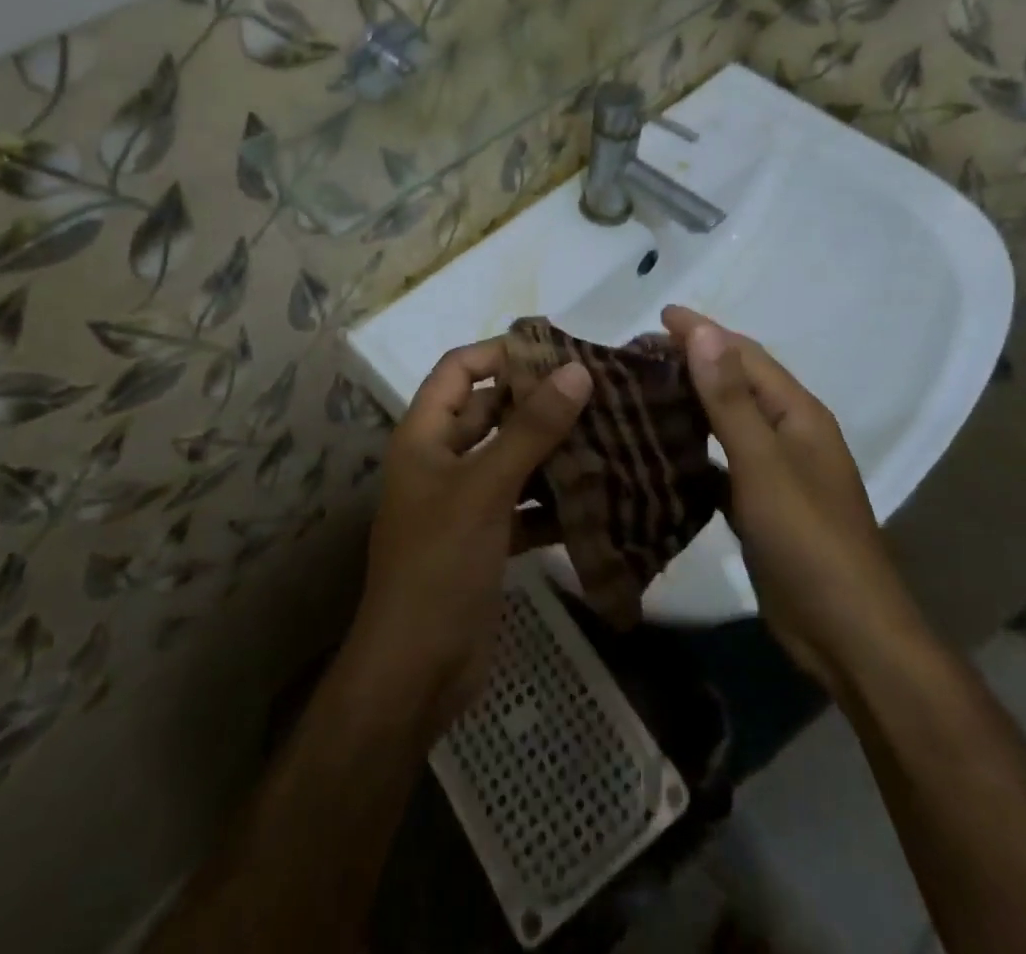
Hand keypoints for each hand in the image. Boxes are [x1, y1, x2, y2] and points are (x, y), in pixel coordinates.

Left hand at [346, 339, 591, 736]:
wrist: (416, 672)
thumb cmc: (440, 564)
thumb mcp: (485, 488)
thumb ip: (531, 429)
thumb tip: (577, 370)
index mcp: (425, 435)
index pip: (459, 368)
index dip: (501, 353)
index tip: (557, 352)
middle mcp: (442, 459)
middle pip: (491, 411)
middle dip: (538, 402)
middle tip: (599, 392)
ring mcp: (464, 502)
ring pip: (512, 459)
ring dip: (553, 451)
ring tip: (609, 436)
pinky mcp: (486, 540)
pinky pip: (524, 505)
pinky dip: (553, 501)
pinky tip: (598, 498)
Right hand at [660, 306, 923, 691]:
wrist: (847, 634)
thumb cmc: (808, 540)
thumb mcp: (763, 464)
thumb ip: (730, 399)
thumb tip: (704, 333)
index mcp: (797, 414)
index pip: (745, 355)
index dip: (704, 331)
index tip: (659, 314)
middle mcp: (789, 435)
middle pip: (736, 383)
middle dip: (694, 361)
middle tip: (639, 353)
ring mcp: (776, 473)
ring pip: (727, 423)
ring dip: (691, 403)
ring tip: (643, 391)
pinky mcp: (761, 507)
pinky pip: (721, 464)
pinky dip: (694, 450)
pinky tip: (662, 451)